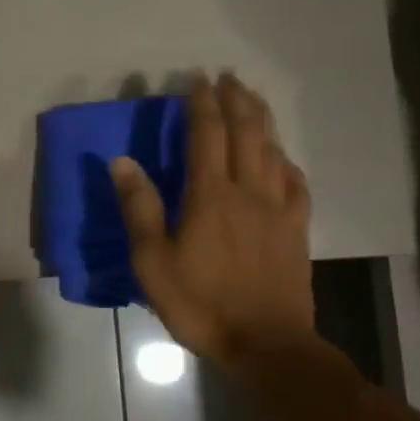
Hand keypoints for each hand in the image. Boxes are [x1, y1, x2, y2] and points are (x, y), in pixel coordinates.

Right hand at [110, 74, 316, 374]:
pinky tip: (282, 158)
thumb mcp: (153, 262)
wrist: (267, 343)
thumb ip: (140, 208)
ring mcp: (279, 209)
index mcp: (210, 196)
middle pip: (246, 133)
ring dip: (263, 121)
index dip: (202, 103)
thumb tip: (122, 161)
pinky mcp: (297, 230)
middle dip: (237, 100)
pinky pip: (295, 184)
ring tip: (254, 100)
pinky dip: (286, 162)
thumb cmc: (201, 304)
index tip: (198, 78)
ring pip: (273, 151)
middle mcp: (248, 191)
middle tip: (229, 77)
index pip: (207, 135)